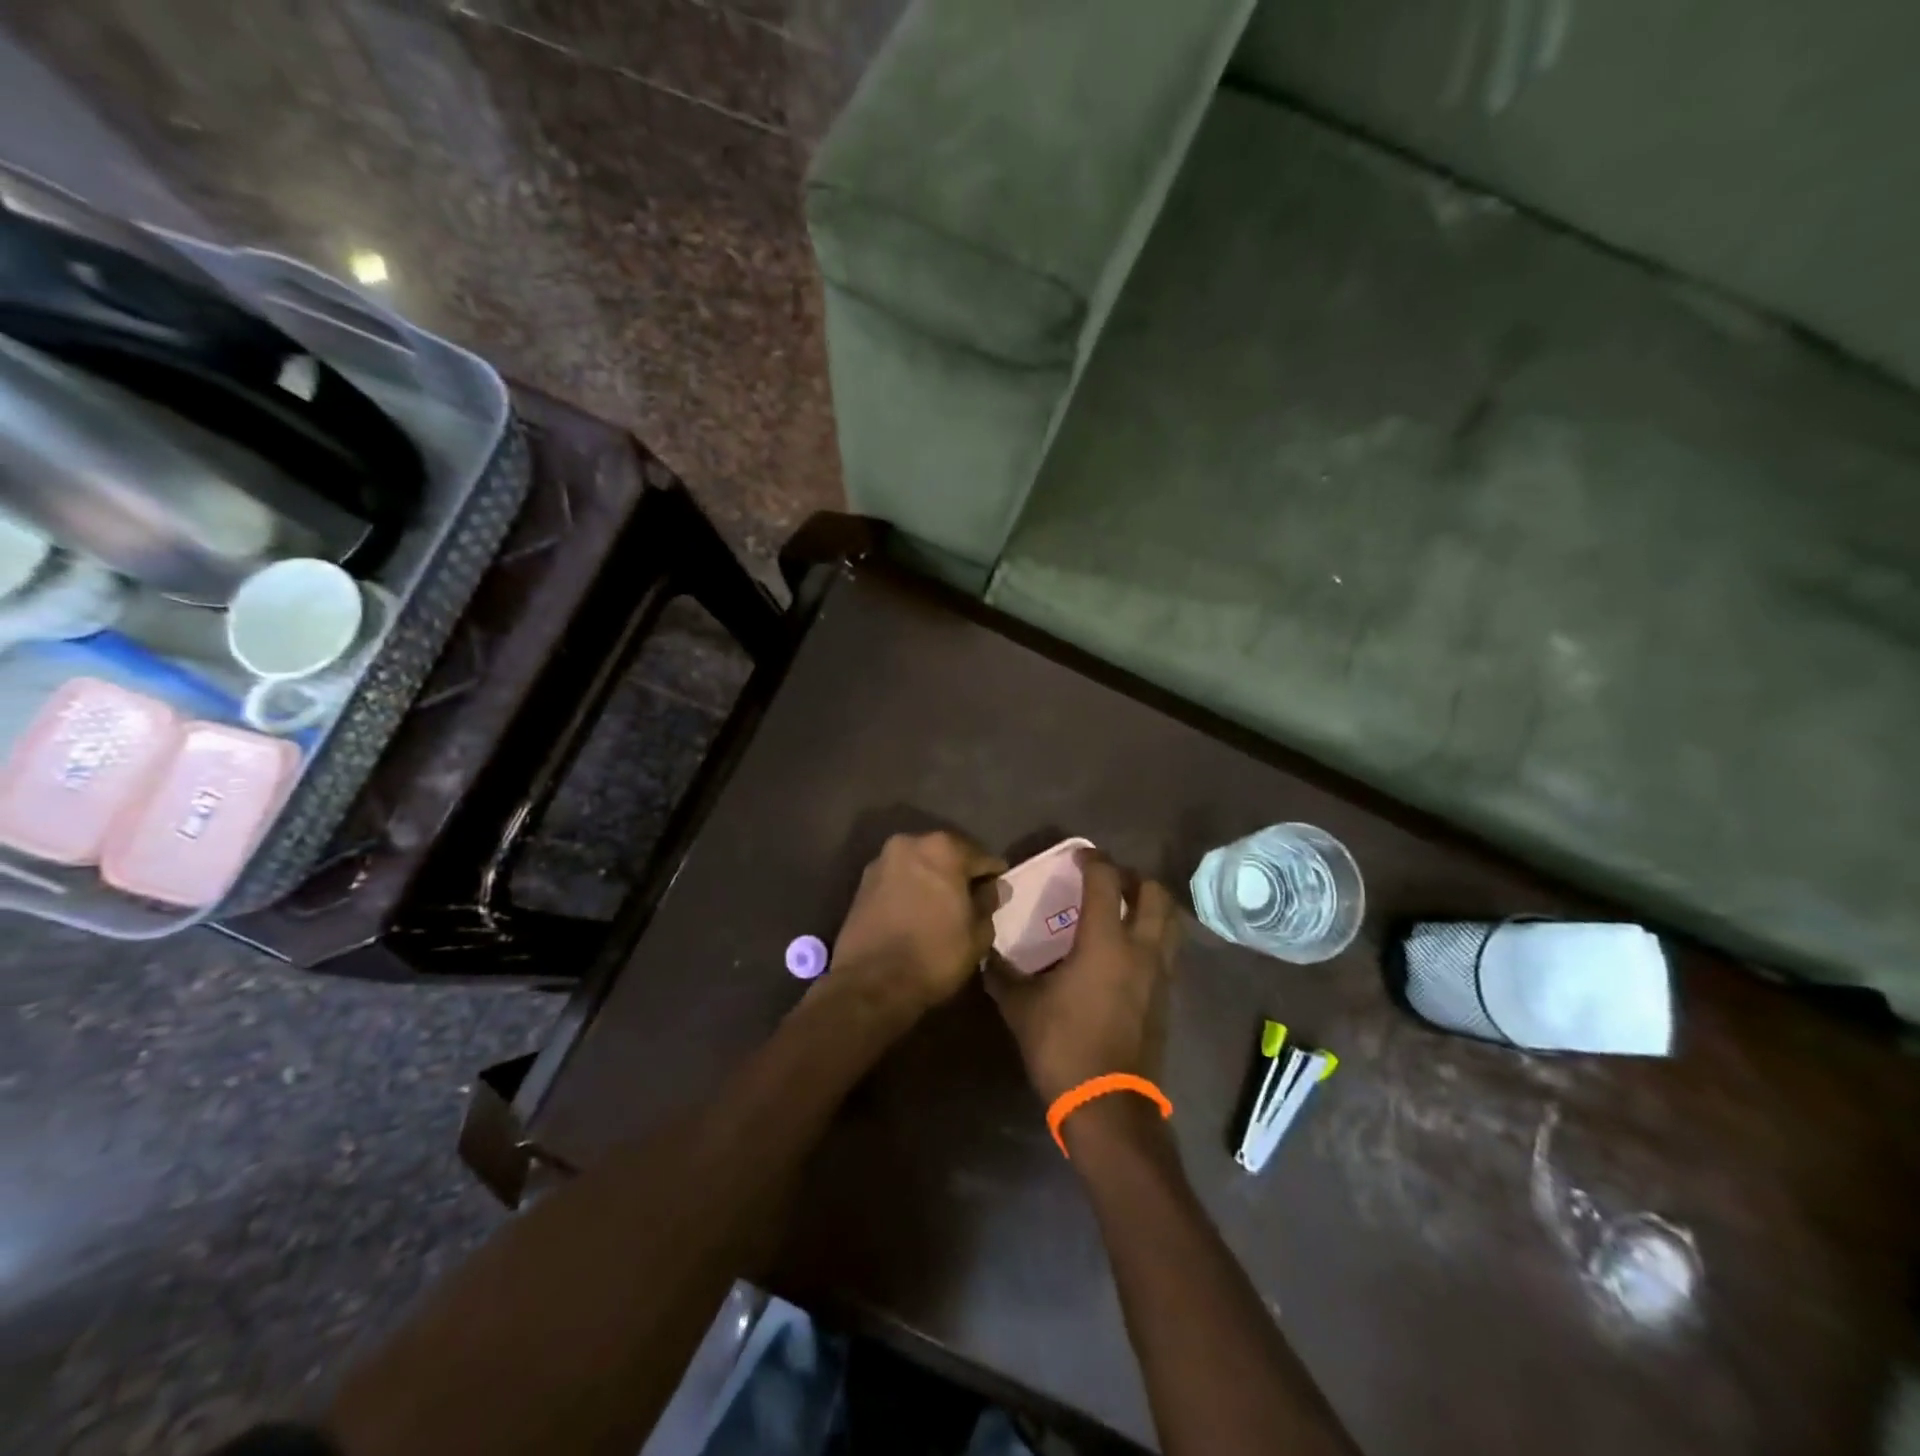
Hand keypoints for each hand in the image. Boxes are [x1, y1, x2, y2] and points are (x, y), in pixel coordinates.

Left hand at [829, 831, 1006, 1017]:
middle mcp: (910, 843)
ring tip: (943, 908)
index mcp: (943, 849)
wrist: (871, 983)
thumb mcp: (978, 934)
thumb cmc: (934, 955)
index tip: (999, 892)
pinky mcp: (863, 882)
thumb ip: (988, 902)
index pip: (981, 857)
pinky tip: (918, 912)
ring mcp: (882, 860)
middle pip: (947, 854)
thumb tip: (993, 888)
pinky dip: (911, 889)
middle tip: (972, 900)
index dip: (993, 877)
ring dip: (933, 880)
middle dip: (960, 874)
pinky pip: (899, 879)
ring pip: (920, 865)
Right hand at [986, 853, 1180, 1105]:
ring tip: (1123, 911)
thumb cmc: (1063, 1047)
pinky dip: (1153, 937)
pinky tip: (1127, 954)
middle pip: (1155, 893)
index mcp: (1105, 941)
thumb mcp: (1021, 1008)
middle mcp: (1140, 949)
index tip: (1080, 855)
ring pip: (1170, 922)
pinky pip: (1167, 951)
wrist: (1109, 1107)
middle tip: (1109, 882)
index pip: (1107, 880)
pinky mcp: (1167, 998)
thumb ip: (1002, 974)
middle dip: (1134, 877)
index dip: (1094, 860)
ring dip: (1150, 906)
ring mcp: (1160, 974)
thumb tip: (984, 955)